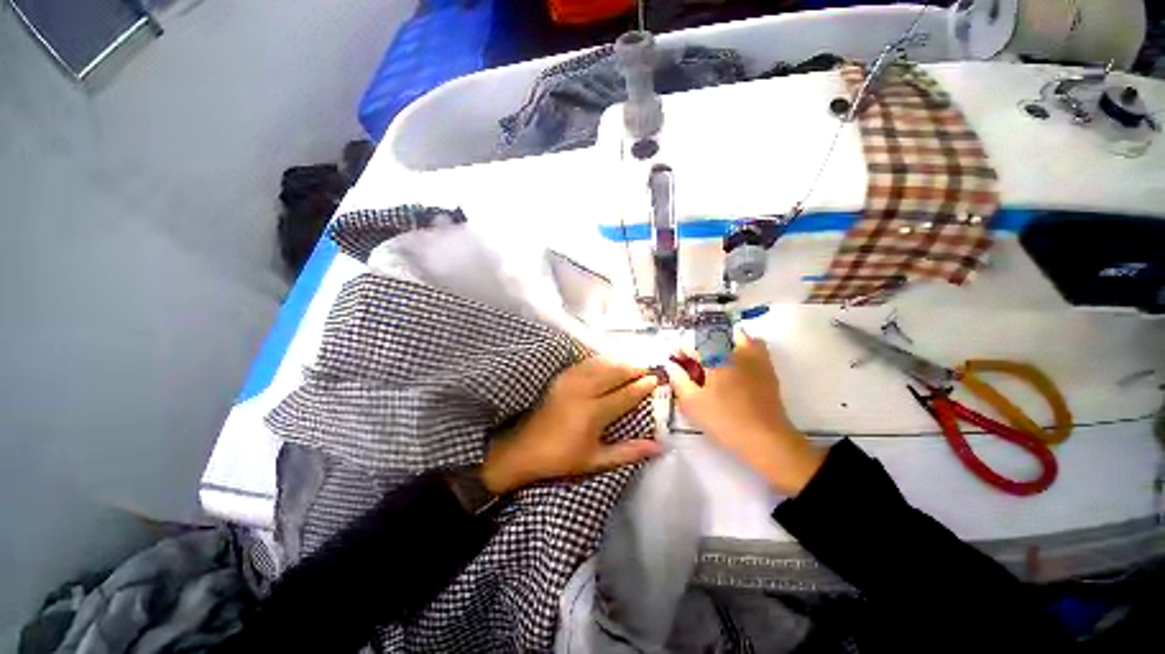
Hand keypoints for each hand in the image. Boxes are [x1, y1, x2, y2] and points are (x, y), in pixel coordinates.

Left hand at [480, 356, 661, 493]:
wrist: (525, 448)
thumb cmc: (562, 458)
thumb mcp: (596, 461)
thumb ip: (628, 452)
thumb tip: (658, 447)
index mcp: (593, 413)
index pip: (625, 395)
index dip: (642, 386)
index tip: (656, 379)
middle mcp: (583, 391)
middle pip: (614, 373)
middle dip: (633, 368)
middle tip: (648, 367)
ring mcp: (570, 381)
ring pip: (600, 364)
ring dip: (618, 362)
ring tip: (632, 362)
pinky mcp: (560, 378)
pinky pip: (585, 363)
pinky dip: (600, 360)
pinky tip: (607, 361)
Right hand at [667, 332, 823, 495]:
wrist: (766, 439)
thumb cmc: (724, 420)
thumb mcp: (692, 403)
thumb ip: (679, 380)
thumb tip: (671, 365)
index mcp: (716, 357)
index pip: (693, 345)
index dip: (680, 350)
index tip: (673, 359)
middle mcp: (736, 351)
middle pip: (714, 336)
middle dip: (700, 345)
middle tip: (693, 362)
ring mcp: (755, 358)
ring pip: (738, 337)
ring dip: (723, 342)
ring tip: (715, 358)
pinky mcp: (768, 369)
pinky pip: (755, 347)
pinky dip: (743, 348)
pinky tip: (735, 365)